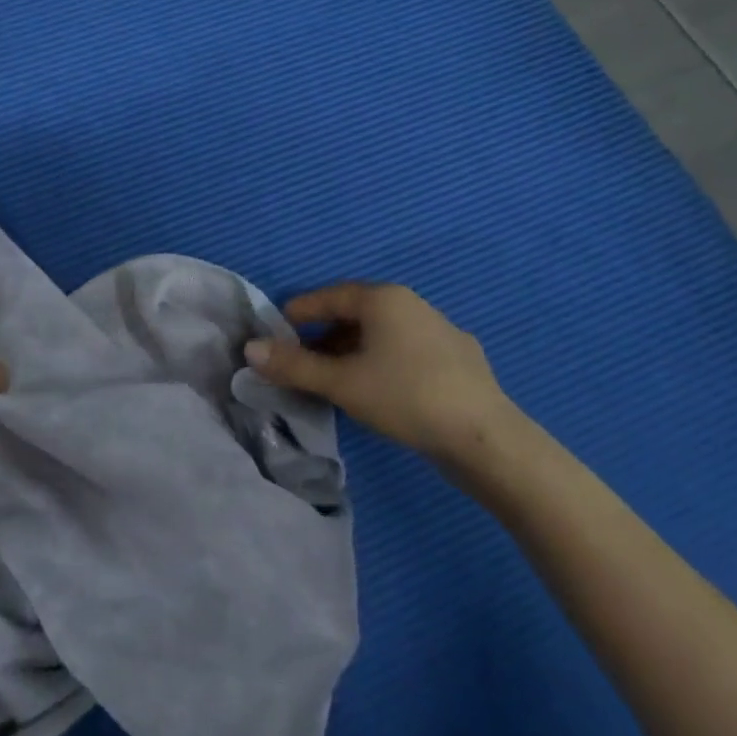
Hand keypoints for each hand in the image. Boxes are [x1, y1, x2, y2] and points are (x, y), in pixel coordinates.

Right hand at [246, 282, 525, 481]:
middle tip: (302, 363)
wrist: (486, 439)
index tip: (277, 334)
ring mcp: (440, 330)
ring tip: (336, 381)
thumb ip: (293, 365)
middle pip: (355, 314)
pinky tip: (381, 392)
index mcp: (384, 299)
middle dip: (323, 337)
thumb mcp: (341, 383)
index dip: (297, 314)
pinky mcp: (459, 359)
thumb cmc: (405, 397)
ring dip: (352, 352)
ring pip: (382, 334)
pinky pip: (406, 351)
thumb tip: (250, 349)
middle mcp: (412, 304)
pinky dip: (382, 363)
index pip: (328, 296)